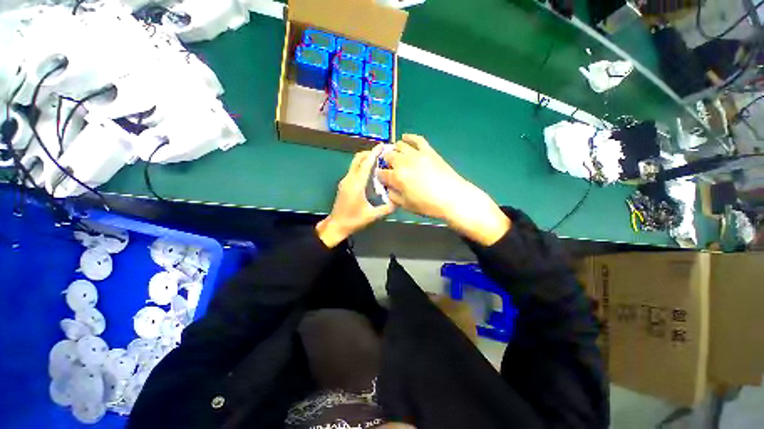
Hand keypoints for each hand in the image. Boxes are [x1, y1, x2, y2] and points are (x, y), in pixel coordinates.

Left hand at [316, 145, 395, 247]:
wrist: (336, 225)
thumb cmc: (353, 220)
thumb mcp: (372, 215)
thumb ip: (386, 208)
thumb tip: (398, 201)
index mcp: (356, 184)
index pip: (365, 164)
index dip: (374, 153)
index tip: (382, 146)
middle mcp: (349, 179)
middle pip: (357, 159)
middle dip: (369, 153)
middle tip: (381, 153)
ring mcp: (345, 181)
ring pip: (354, 163)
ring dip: (365, 159)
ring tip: (378, 160)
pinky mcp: (344, 184)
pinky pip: (353, 170)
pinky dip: (362, 166)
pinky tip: (370, 172)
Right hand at [378, 134, 510, 245]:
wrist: (452, 197)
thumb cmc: (428, 204)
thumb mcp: (406, 205)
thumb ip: (393, 195)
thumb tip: (388, 188)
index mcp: (397, 177)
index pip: (381, 173)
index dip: (379, 176)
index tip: (381, 179)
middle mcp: (404, 162)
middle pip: (388, 156)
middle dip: (385, 162)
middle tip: (388, 168)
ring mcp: (416, 154)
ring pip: (400, 146)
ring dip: (395, 150)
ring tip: (395, 156)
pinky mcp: (428, 151)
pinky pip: (417, 139)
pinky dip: (409, 137)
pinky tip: (405, 137)